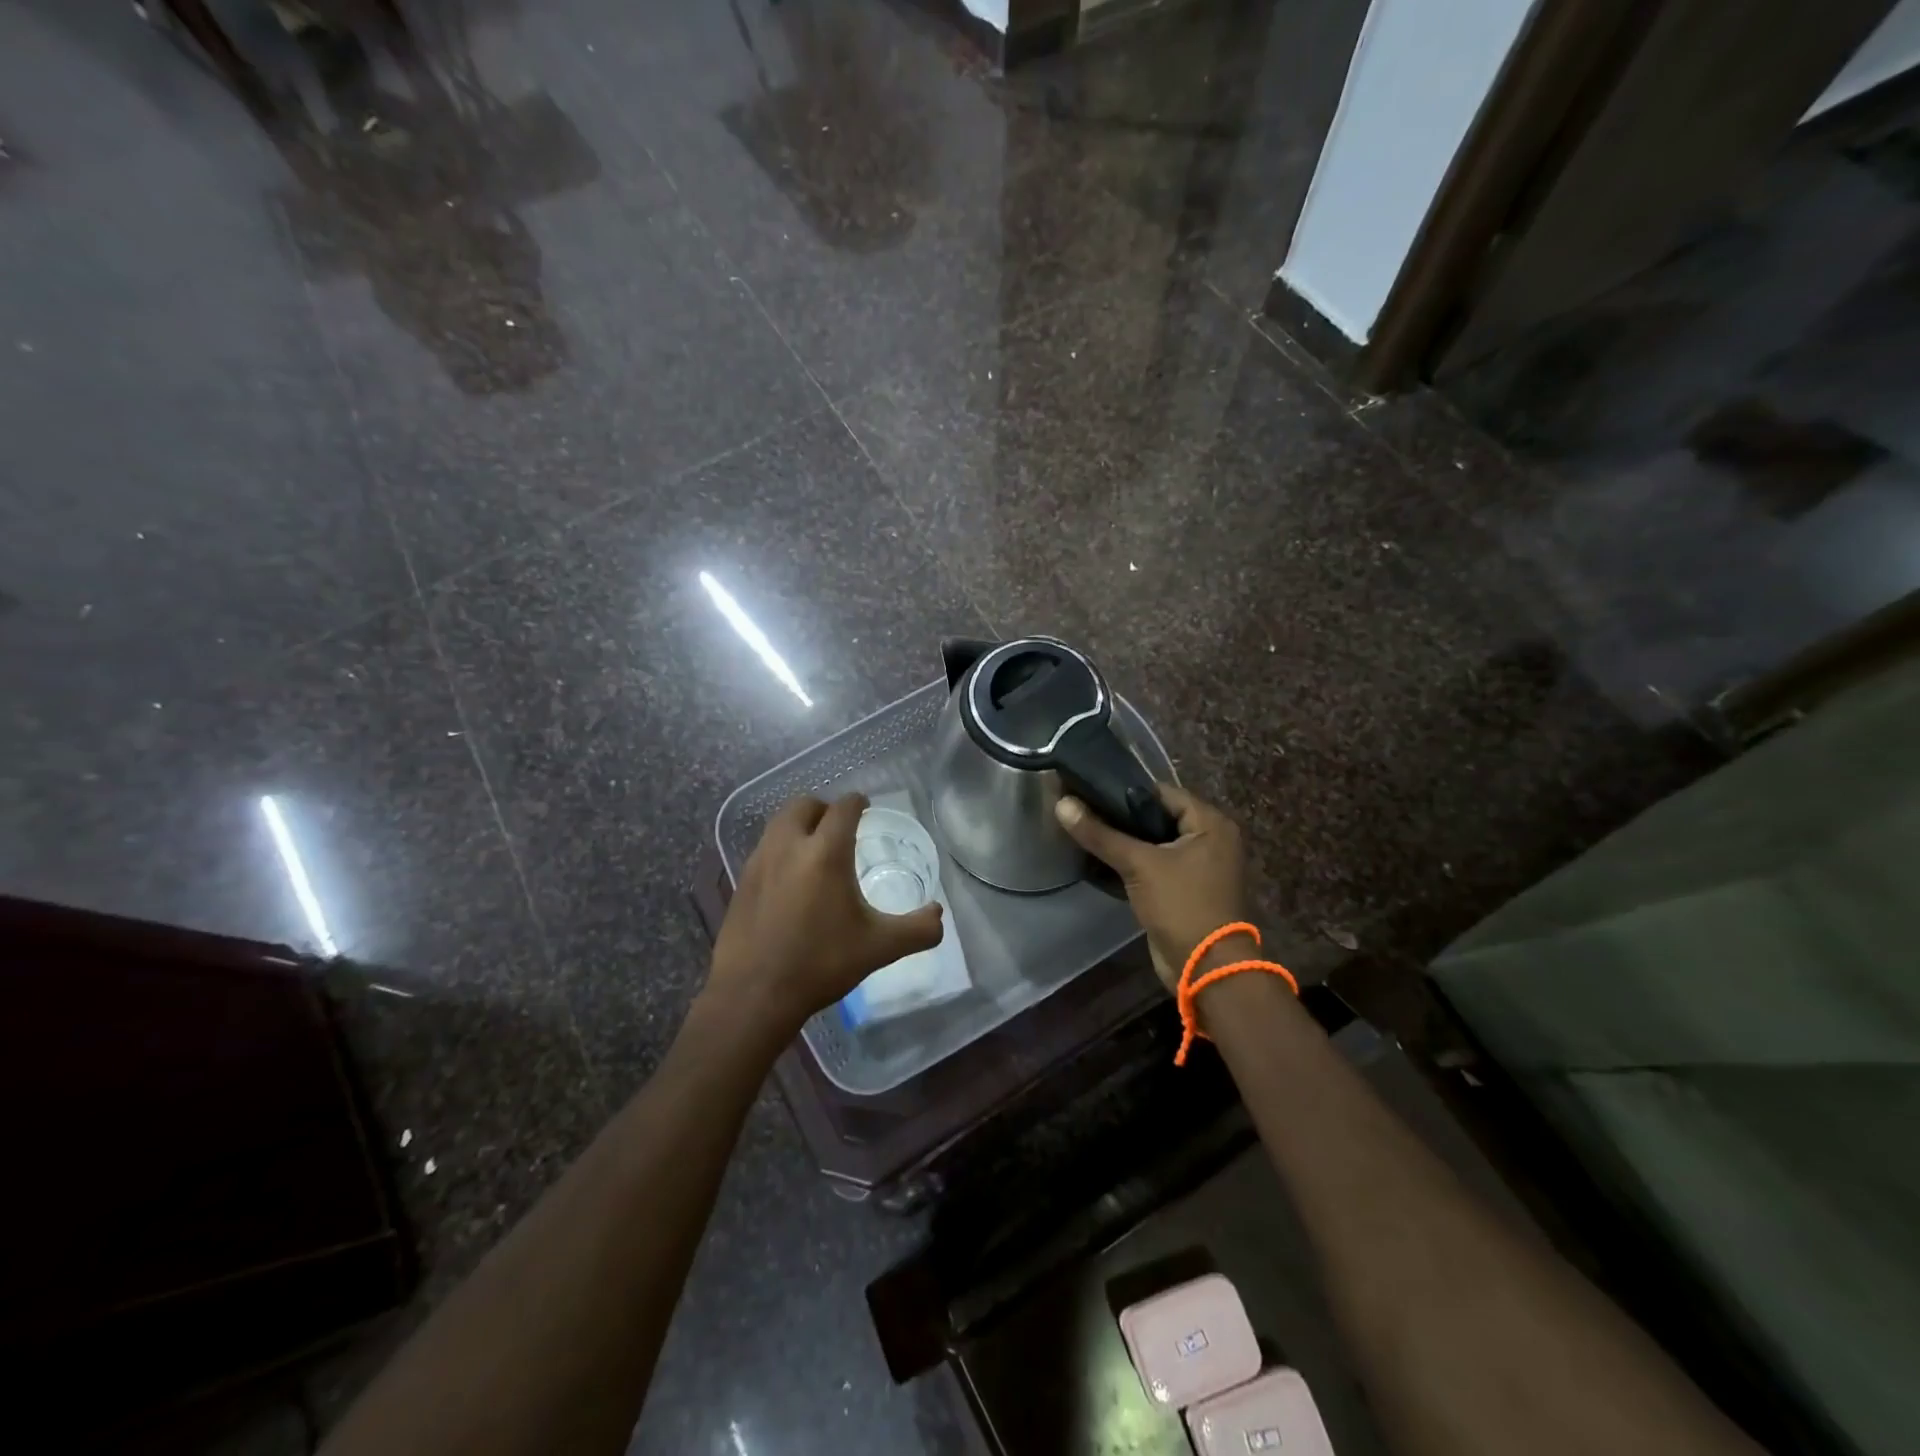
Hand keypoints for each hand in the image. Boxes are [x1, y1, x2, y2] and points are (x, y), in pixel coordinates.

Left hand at [706, 793, 943, 1036]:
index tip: (865, 806)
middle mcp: (789, 846)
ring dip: (799, 825)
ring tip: (815, 850)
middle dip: (824, 808)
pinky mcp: (741, 882)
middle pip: (804, 805)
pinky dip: (781, 849)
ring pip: (779, 823)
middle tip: (840, 827)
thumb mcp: (879, 947)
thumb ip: (918, 930)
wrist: (753, 994)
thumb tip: (938, 915)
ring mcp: (759, 862)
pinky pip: (764, 849)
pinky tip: (790, 880)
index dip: (858, 802)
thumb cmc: (821, 963)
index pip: (843, 807)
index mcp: (826, 852)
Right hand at [1054, 783, 1248, 992]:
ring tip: (1085, 831)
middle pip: (1157, 817)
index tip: (1090, 789)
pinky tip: (1099, 859)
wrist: (1205, 969)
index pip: (1162, 793)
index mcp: (1211, 824)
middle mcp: (1210, 839)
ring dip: (1124, 841)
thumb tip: (1062, 803)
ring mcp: (1199, 866)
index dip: (1126, 791)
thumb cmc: (1181, 905)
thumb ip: (1100, 834)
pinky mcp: (1184, 889)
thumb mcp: (1139, 864)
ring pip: (1154, 843)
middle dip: (1121, 817)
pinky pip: (1155, 865)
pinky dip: (1132, 862)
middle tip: (1083, 810)